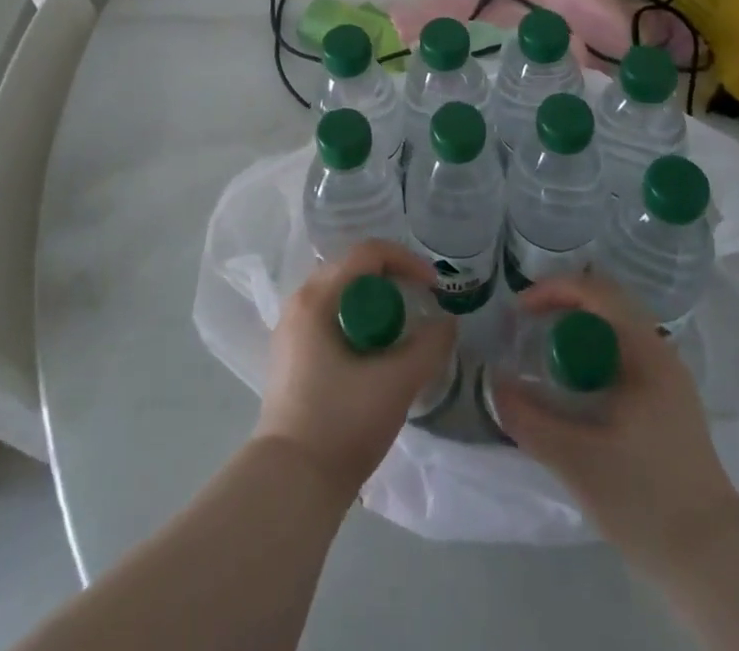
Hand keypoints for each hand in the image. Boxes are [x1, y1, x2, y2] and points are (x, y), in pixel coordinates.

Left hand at [254, 240, 457, 500]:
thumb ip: (428, 347)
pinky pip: (330, 317)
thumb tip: (446, 324)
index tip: (435, 287)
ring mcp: (291, 329)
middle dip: (391, 279)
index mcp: (317, 297)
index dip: (406, 261)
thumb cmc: (342, 423)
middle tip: (421, 302)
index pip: (367, 254)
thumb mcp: (396, 383)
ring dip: (375, 303)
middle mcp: (298, 302)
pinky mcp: (291, 355)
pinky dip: (358, 321)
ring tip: (402, 329)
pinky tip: (375, 352)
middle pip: (352, 269)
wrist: (292, 484)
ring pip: (341, 295)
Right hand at [494, 273, 737, 565]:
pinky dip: (592, 356)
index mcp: (645, 352)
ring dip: (576, 333)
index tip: (519, 311)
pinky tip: (574, 391)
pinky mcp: (669, 405)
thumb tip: (493, 383)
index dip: (553, 290)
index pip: (596, 291)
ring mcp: (669, 380)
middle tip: (526, 329)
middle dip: (561, 308)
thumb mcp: (576, 460)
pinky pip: (623, 357)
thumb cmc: (646, 499)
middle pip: (606, 304)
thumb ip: (528, 418)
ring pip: (615, 332)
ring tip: (544, 358)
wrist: (715, 563)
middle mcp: (661, 353)